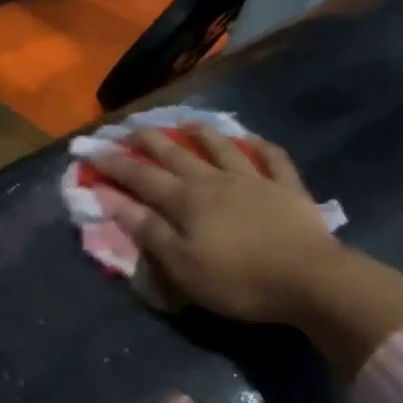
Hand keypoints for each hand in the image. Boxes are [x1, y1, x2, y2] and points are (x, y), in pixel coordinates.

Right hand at [87, 126, 339, 323]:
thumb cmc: (238, 280)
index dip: (115, 163)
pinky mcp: (288, 189)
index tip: (92, 150)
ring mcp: (255, 180)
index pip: (142, 177)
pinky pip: (273, 159)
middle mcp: (216, 181)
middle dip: (149, 140)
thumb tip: (113, 201)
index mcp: (187, 201)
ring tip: (186, 122)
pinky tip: (253, 140)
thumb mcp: (182, 265)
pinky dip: (261, 147)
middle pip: (177, 154)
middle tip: (130, 127)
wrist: (310, 280)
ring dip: (201, 132)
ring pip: (223, 147)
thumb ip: (149, 231)